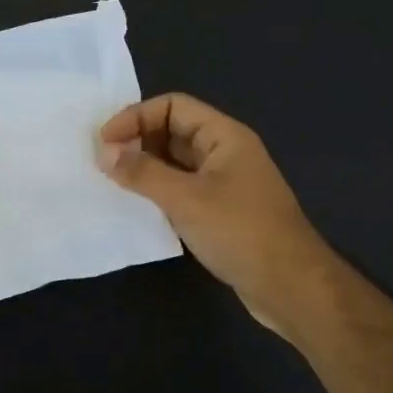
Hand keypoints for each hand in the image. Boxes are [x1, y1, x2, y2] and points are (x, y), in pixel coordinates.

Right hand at [99, 93, 331, 326]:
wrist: (289, 286)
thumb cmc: (240, 232)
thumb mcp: (186, 199)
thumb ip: (142, 173)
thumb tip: (104, 152)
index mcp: (224, 137)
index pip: (173, 106)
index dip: (135, 117)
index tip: (103, 142)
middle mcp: (225, 153)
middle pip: (173, 131)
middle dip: (137, 141)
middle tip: (102, 163)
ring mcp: (224, 184)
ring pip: (175, 162)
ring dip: (144, 168)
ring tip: (112, 182)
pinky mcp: (220, 212)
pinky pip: (181, 189)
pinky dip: (157, 192)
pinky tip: (136, 207)